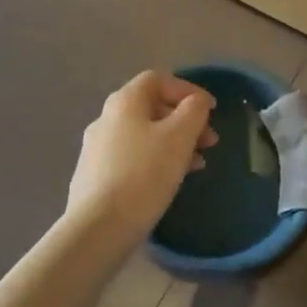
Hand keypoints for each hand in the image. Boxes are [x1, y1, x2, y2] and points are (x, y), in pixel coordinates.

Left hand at [66, 71, 218, 244]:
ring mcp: (97, 148)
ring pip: (143, 134)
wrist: (99, 227)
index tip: (211, 111)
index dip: (188, 89)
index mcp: (124, 102)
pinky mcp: (95, 175)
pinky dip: (156, 160)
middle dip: (185, 121)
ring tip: (197, 165)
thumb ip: (193, 111)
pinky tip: (170, 181)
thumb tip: (196, 101)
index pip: (158, 80)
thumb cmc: (144, 174)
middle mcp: (106, 118)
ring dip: (174, 143)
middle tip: (209, 142)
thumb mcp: (179, 137)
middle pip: (151, 107)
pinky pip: (132, 157)